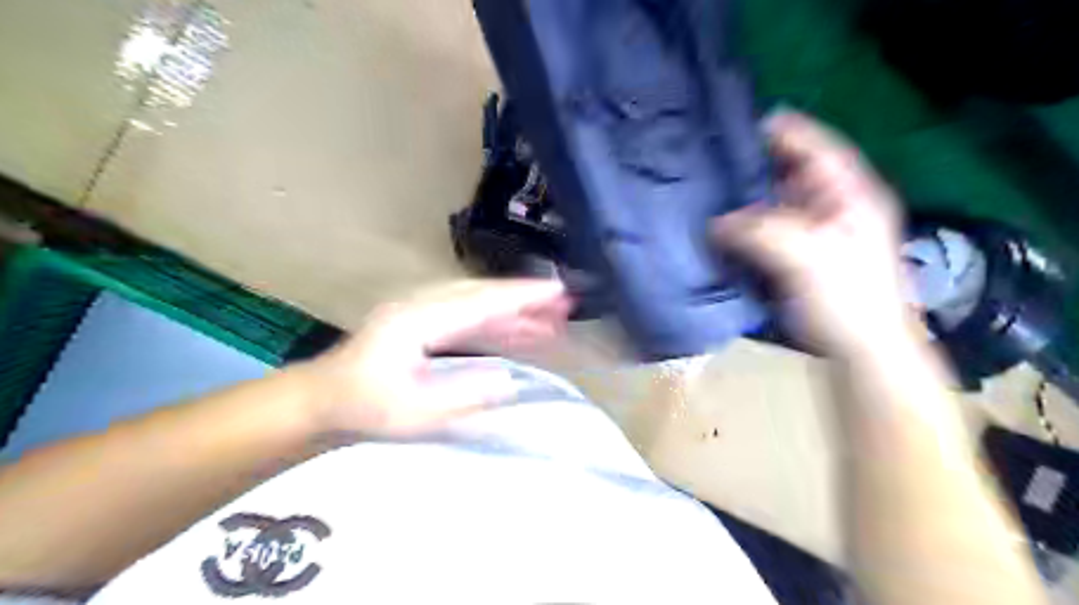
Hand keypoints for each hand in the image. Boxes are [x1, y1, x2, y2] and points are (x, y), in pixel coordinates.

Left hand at [304, 279, 571, 434]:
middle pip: (483, 295)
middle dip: (526, 299)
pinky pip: (467, 316)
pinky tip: (518, 331)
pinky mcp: (423, 321)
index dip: (521, 297)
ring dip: (514, 309)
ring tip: (551, 319)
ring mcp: (421, 310)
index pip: (480, 303)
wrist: (322, 398)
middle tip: (565, 304)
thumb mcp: (413, 414)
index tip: (557, 291)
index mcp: (418, 321)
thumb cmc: (365, 408)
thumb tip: (508, 380)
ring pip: (478, 303)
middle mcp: (422, 305)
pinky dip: (496, 321)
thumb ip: (462, 397)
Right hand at [716, 110, 909, 353]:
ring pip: (779, 203)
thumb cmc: (848, 298)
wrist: (862, 350)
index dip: (788, 132)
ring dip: (750, 197)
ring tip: (714, 189)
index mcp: (852, 196)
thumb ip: (761, 231)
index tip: (749, 121)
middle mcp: (835, 207)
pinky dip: (747, 225)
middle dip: (759, 164)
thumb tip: (715, 222)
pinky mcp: (800, 258)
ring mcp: (818, 234)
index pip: (820, 149)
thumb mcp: (807, 256)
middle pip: (795, 173)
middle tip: (719, 158)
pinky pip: (769, 230)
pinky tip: (723, 226)